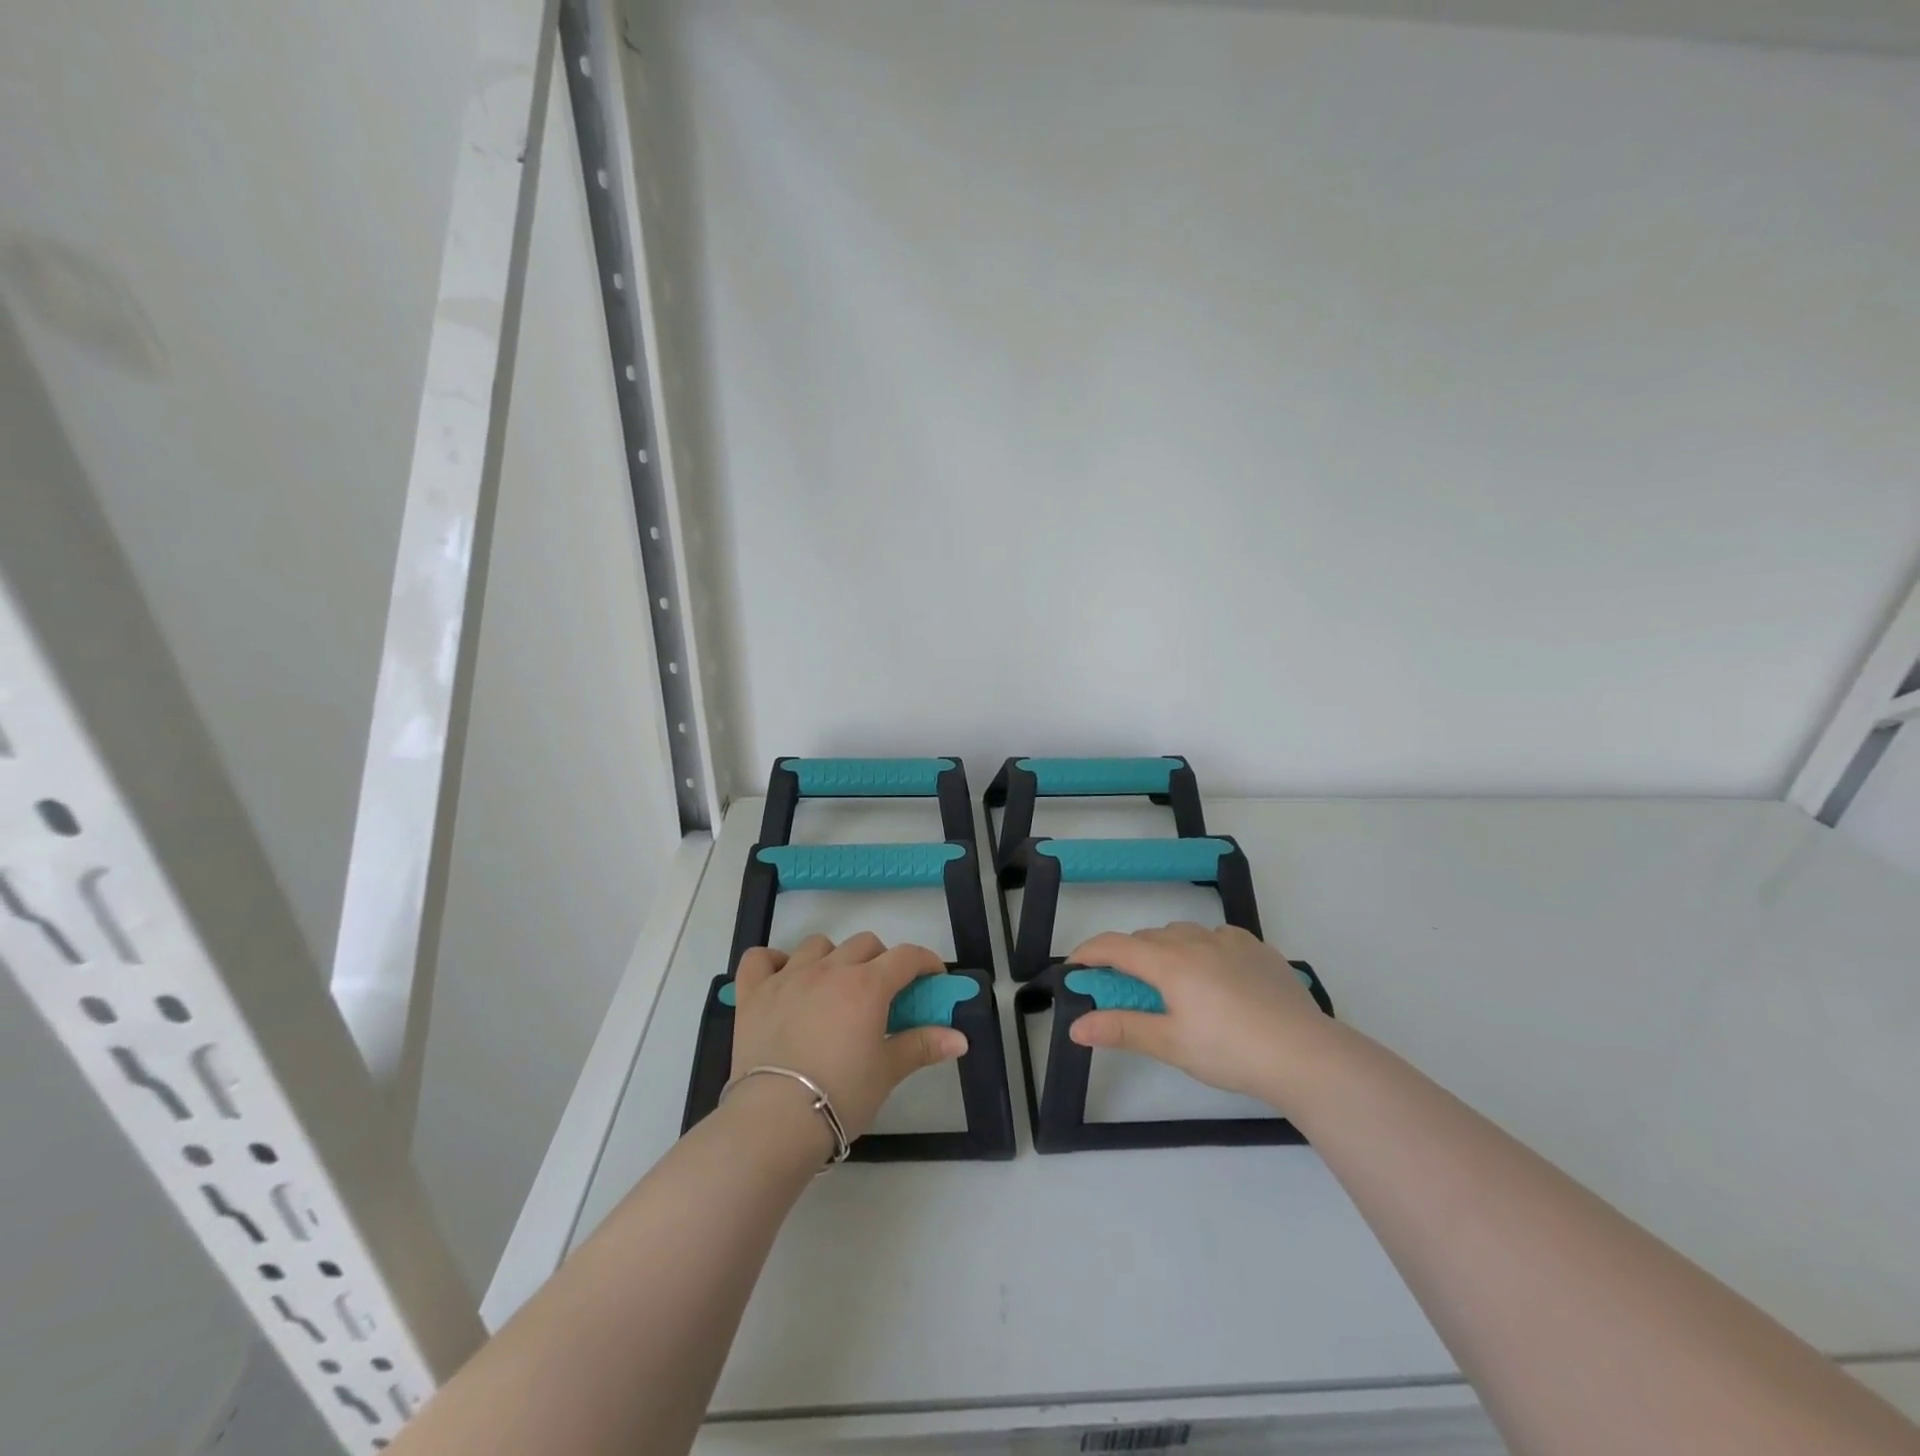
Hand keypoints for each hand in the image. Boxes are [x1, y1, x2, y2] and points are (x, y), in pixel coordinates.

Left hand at [731, 933, 967, 1142]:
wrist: (775, 1121)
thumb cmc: (841, 1095)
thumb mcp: (887, 1071)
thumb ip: (922, 1045)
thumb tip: (960, 1038)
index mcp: (867, 985)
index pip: (906, 956)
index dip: (925, 962)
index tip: (932, 978)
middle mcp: (829, 970)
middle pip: (864, 943)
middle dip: (880, 960)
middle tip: (882, 994)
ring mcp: (787, 977)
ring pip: (818, 945)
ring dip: (832, 958)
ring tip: (834, 988)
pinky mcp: (753, 993)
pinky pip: (760, 958)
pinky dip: (772, 962)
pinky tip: (782, 979)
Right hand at [1065, 923, 1338, 1107]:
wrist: (1306, 1055)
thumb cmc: (1230, 1051)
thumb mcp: (1171, 1044)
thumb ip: (1122, 1029)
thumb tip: (1076, 1025)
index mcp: (1170, 961)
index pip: (1115, 946)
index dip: (1089, 953)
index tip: (1073, 967)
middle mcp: (1196, 940)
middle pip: (1148, 938)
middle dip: (1128, 957)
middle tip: (1125, 990)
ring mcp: (1231, 940)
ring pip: (1183, 933)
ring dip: (1165, 950)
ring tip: (1170, 983)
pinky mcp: (1259, 949)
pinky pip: (1217, 938)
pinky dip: (1202, 949)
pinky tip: (1215, 978)